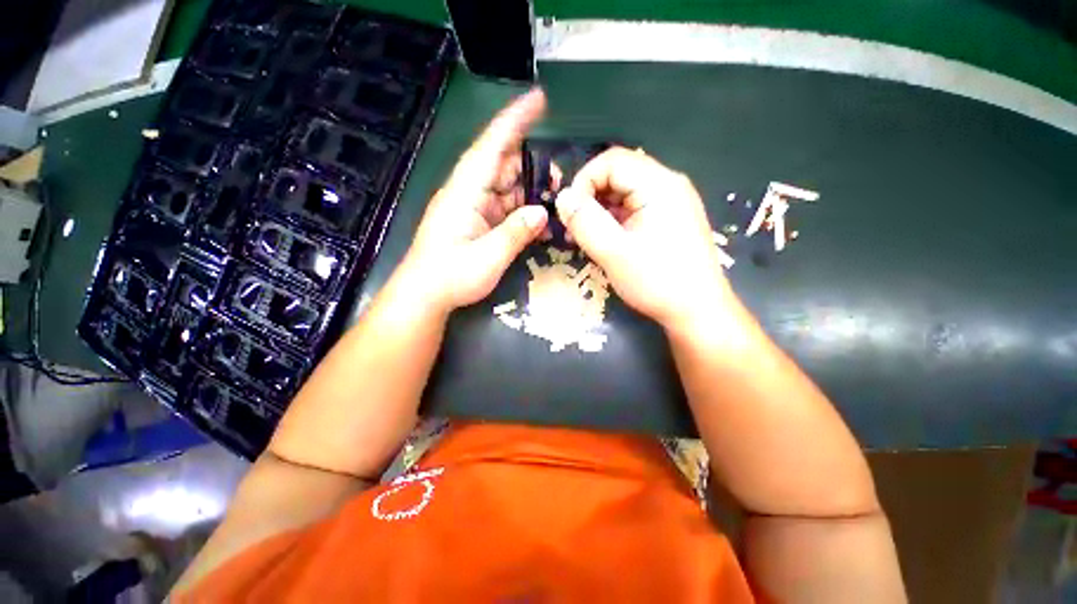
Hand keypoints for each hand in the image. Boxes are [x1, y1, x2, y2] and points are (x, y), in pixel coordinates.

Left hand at [403, 89, 549, 312]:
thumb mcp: (487, 258)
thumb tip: (542, 211)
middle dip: (534, 168)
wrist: (425, 296)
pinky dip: (523, 213)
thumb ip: (515, 233)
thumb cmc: (450, 277)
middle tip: (561, 181)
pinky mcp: (478, 222)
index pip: (491, 146)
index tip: (537, 99)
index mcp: (465, 192)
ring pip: (508, 188)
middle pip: (505, 167)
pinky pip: (505, 208)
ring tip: (556, 204)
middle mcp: (469, 192)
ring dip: (531, 194)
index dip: (514, 121)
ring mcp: (474, 208)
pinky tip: (540, 225)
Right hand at [555, 147, 735, 327]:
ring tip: (587, 239)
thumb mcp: (613, 253)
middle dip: (591, 198)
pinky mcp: (670, 220)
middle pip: (619, 175)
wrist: (698, 312)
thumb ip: (584, 222)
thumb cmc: (657, 281)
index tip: (570, 212)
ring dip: (601, 211)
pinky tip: (607, 242)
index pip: (612, 161)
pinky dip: (615, 221)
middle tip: (575, 229)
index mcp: (659, 185)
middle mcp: (668, 186)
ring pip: (625, 194)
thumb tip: (563, 197)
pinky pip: (635, 210)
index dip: (584, 181)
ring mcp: (671, 203)